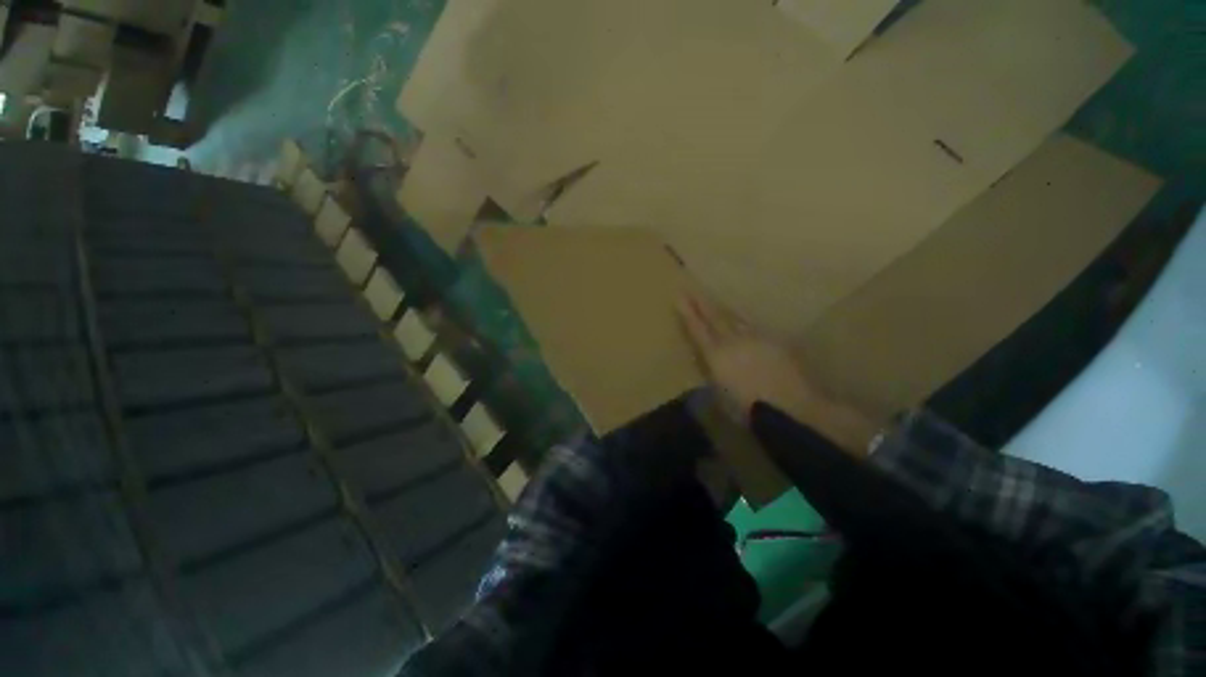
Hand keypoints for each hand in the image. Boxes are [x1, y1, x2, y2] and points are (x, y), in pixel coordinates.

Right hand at [676, 289, 874, 454]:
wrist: (791, 407)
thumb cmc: (747, 409)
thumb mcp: (720, 396)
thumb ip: (713, 377)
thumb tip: (710, 367)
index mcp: (716, 354)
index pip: (697, 328)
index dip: (688, 312)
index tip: (679, 296)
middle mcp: (734, 340)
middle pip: (716, 317)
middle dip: (702, 303)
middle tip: (692, 289)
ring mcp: (756, 338)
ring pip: (736, 318)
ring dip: (724, 310)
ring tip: (716, 302)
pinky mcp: (775, 341)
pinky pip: (755, 328)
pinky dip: (746, 324)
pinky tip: (746, 324)